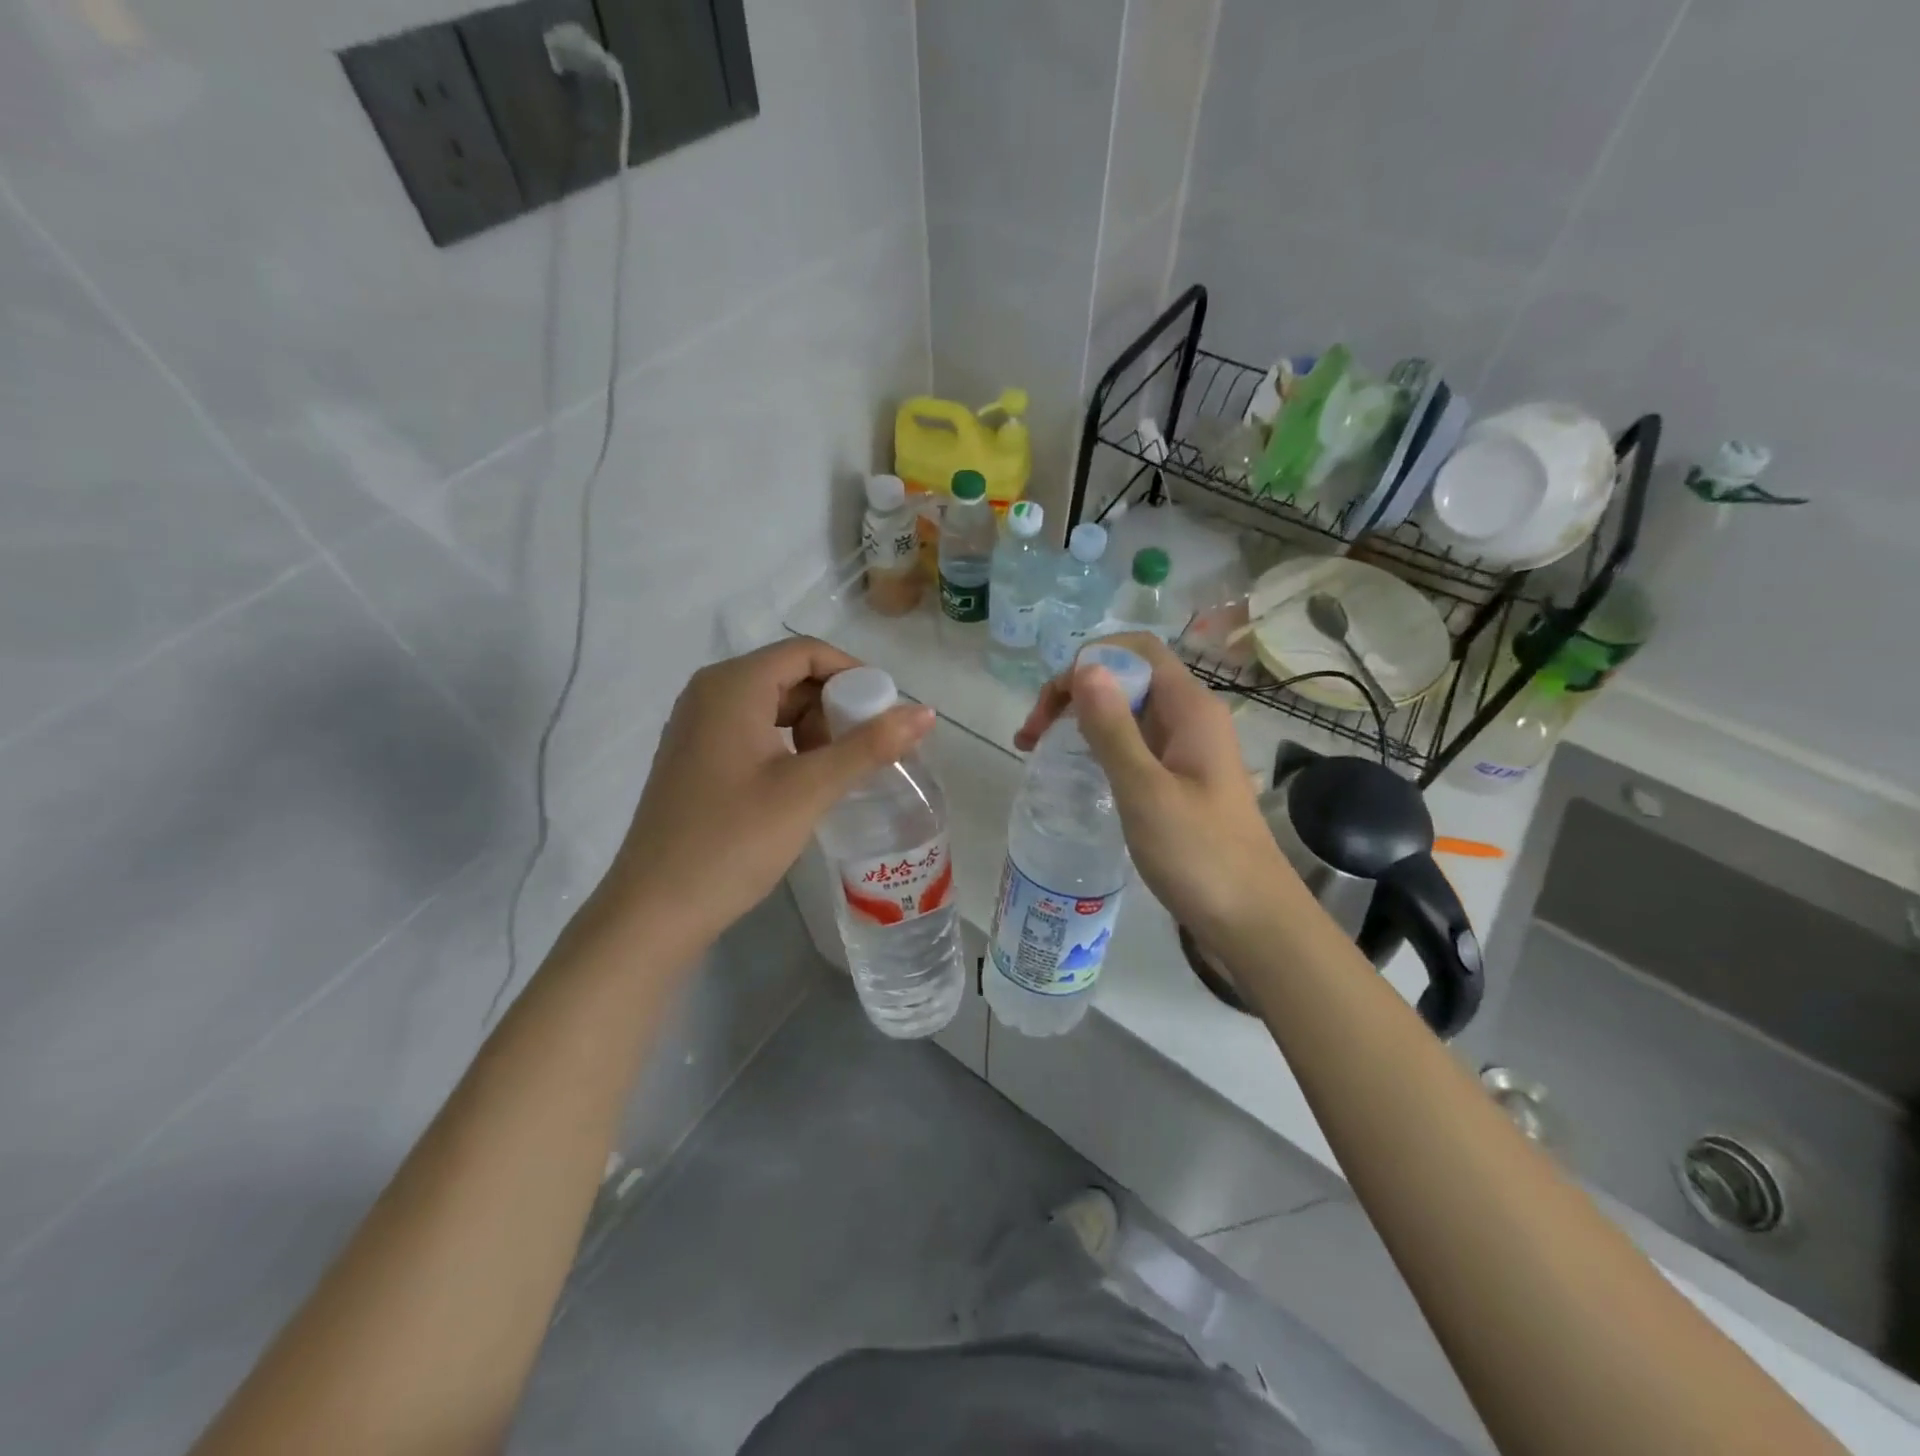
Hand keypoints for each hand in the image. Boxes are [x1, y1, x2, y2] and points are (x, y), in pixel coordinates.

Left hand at [600, 638, 934, 944]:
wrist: (655, 910)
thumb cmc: (733, 841)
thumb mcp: (808, 789)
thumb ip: (869, 746)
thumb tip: (926, 712)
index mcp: (732, 686)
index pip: (806, 653)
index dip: (854, 674)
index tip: (886, 714)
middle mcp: (709, 693)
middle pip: (789, 677)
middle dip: (835, 706)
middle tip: (866, 750)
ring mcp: (697, 727)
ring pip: (773, 706)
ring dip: (814, 729)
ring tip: (837, 772)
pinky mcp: (696, 758)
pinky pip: (753, 732)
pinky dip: (788, 746)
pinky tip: (804, 784)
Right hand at [1014, 633, 1302, 945]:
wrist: (1251, 921)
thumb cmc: (1199, 856)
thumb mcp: (1145, 790)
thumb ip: (1113, 728)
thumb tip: (1084, 666)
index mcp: (1191, 709)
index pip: (1137, 650)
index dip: (1089, 661)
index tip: (1051, 705)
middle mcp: (1191, 718)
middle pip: (1127, 677)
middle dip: (1075, 692)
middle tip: (1032, 736)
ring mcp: (1186, 750)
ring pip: (1127, 712)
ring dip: (1081, 720)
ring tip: (1038, 750)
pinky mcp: (1179, 779)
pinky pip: (1134, 744)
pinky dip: (1098, 746)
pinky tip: (1075, 771)